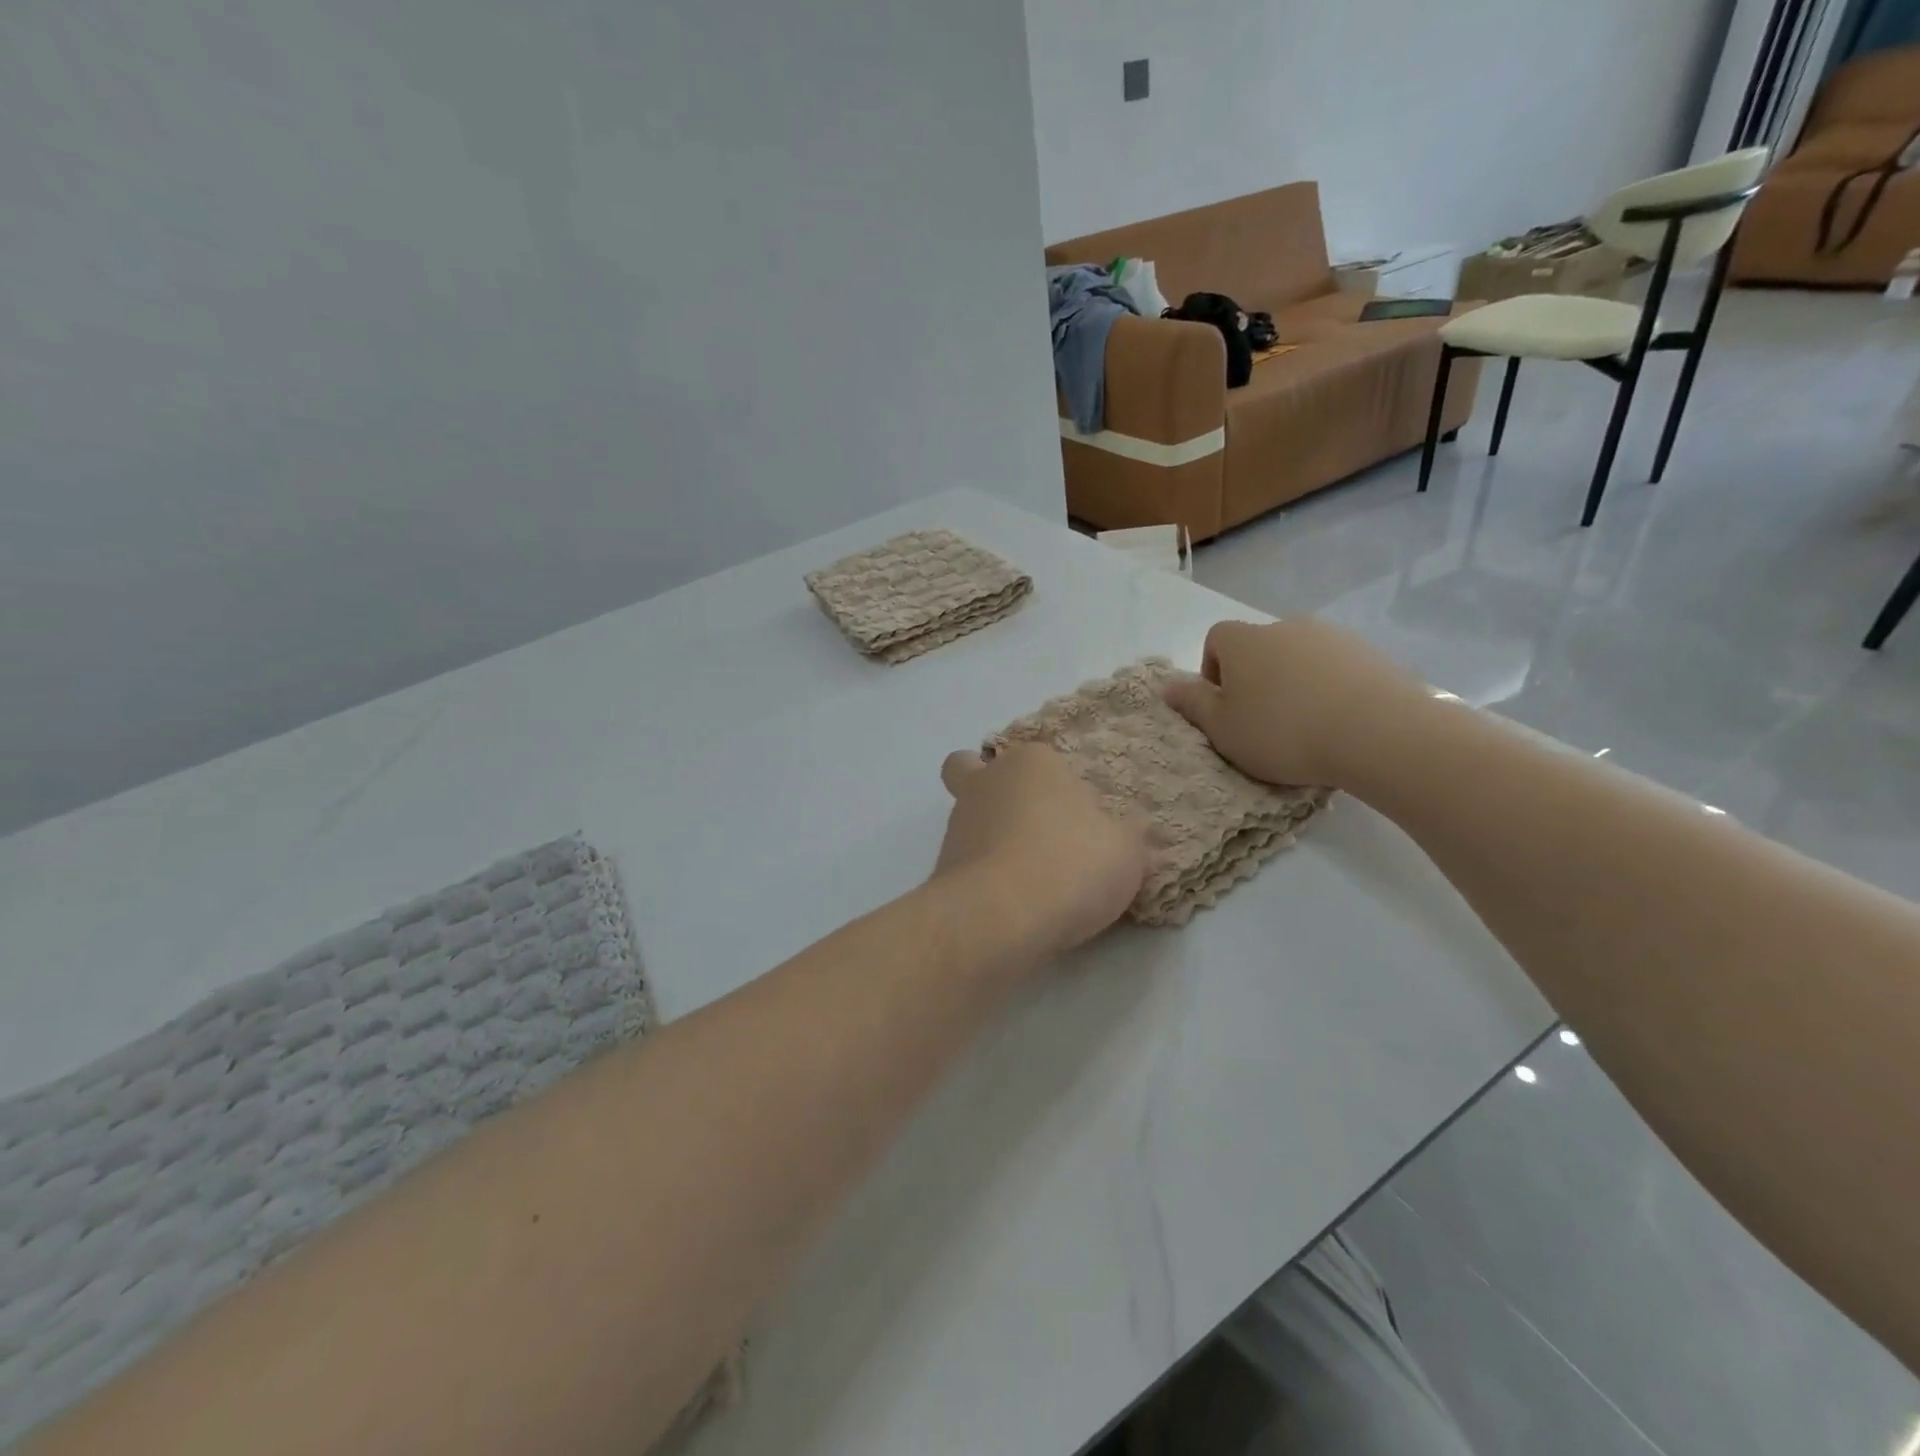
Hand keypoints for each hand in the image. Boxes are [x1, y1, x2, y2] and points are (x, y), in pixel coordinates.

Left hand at [933, 742, 1146, 958]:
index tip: (1086, 823)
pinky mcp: (943, 867)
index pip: (1045, 760)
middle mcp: (987, 783)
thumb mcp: (1126, 851)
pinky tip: (1014, 902)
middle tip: (1032, 828)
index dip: (1063, 787)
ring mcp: (957, 825)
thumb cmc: (1071, 863)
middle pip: (977, 772)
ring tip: (1030, 878)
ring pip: (968, 818)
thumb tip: (1135, 832)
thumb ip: (1130, 837)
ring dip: (991, 838)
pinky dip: (985, 875)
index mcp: (1032, 762)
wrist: (1001, 917)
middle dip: (995, 790)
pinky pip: (966, 862)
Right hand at [1162, 618, 1429, 788]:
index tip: (1225, 707)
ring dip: (1294, 683)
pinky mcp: (1371, 654)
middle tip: (1263, 722)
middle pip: (1260, 647)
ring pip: (1300, 657)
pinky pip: (1337, 668)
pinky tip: (1338, 722)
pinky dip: (1330, 688)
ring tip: (1304, 726)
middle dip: (1256, 679)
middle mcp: (1286, 627)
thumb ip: (1192, 704)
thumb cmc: (1282, 732)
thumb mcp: (1222, 729)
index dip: (1214, 671)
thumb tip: (1166, 685)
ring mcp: (1333, 637)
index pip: (1216, 639)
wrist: (1377, 732)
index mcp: (1244, 641)